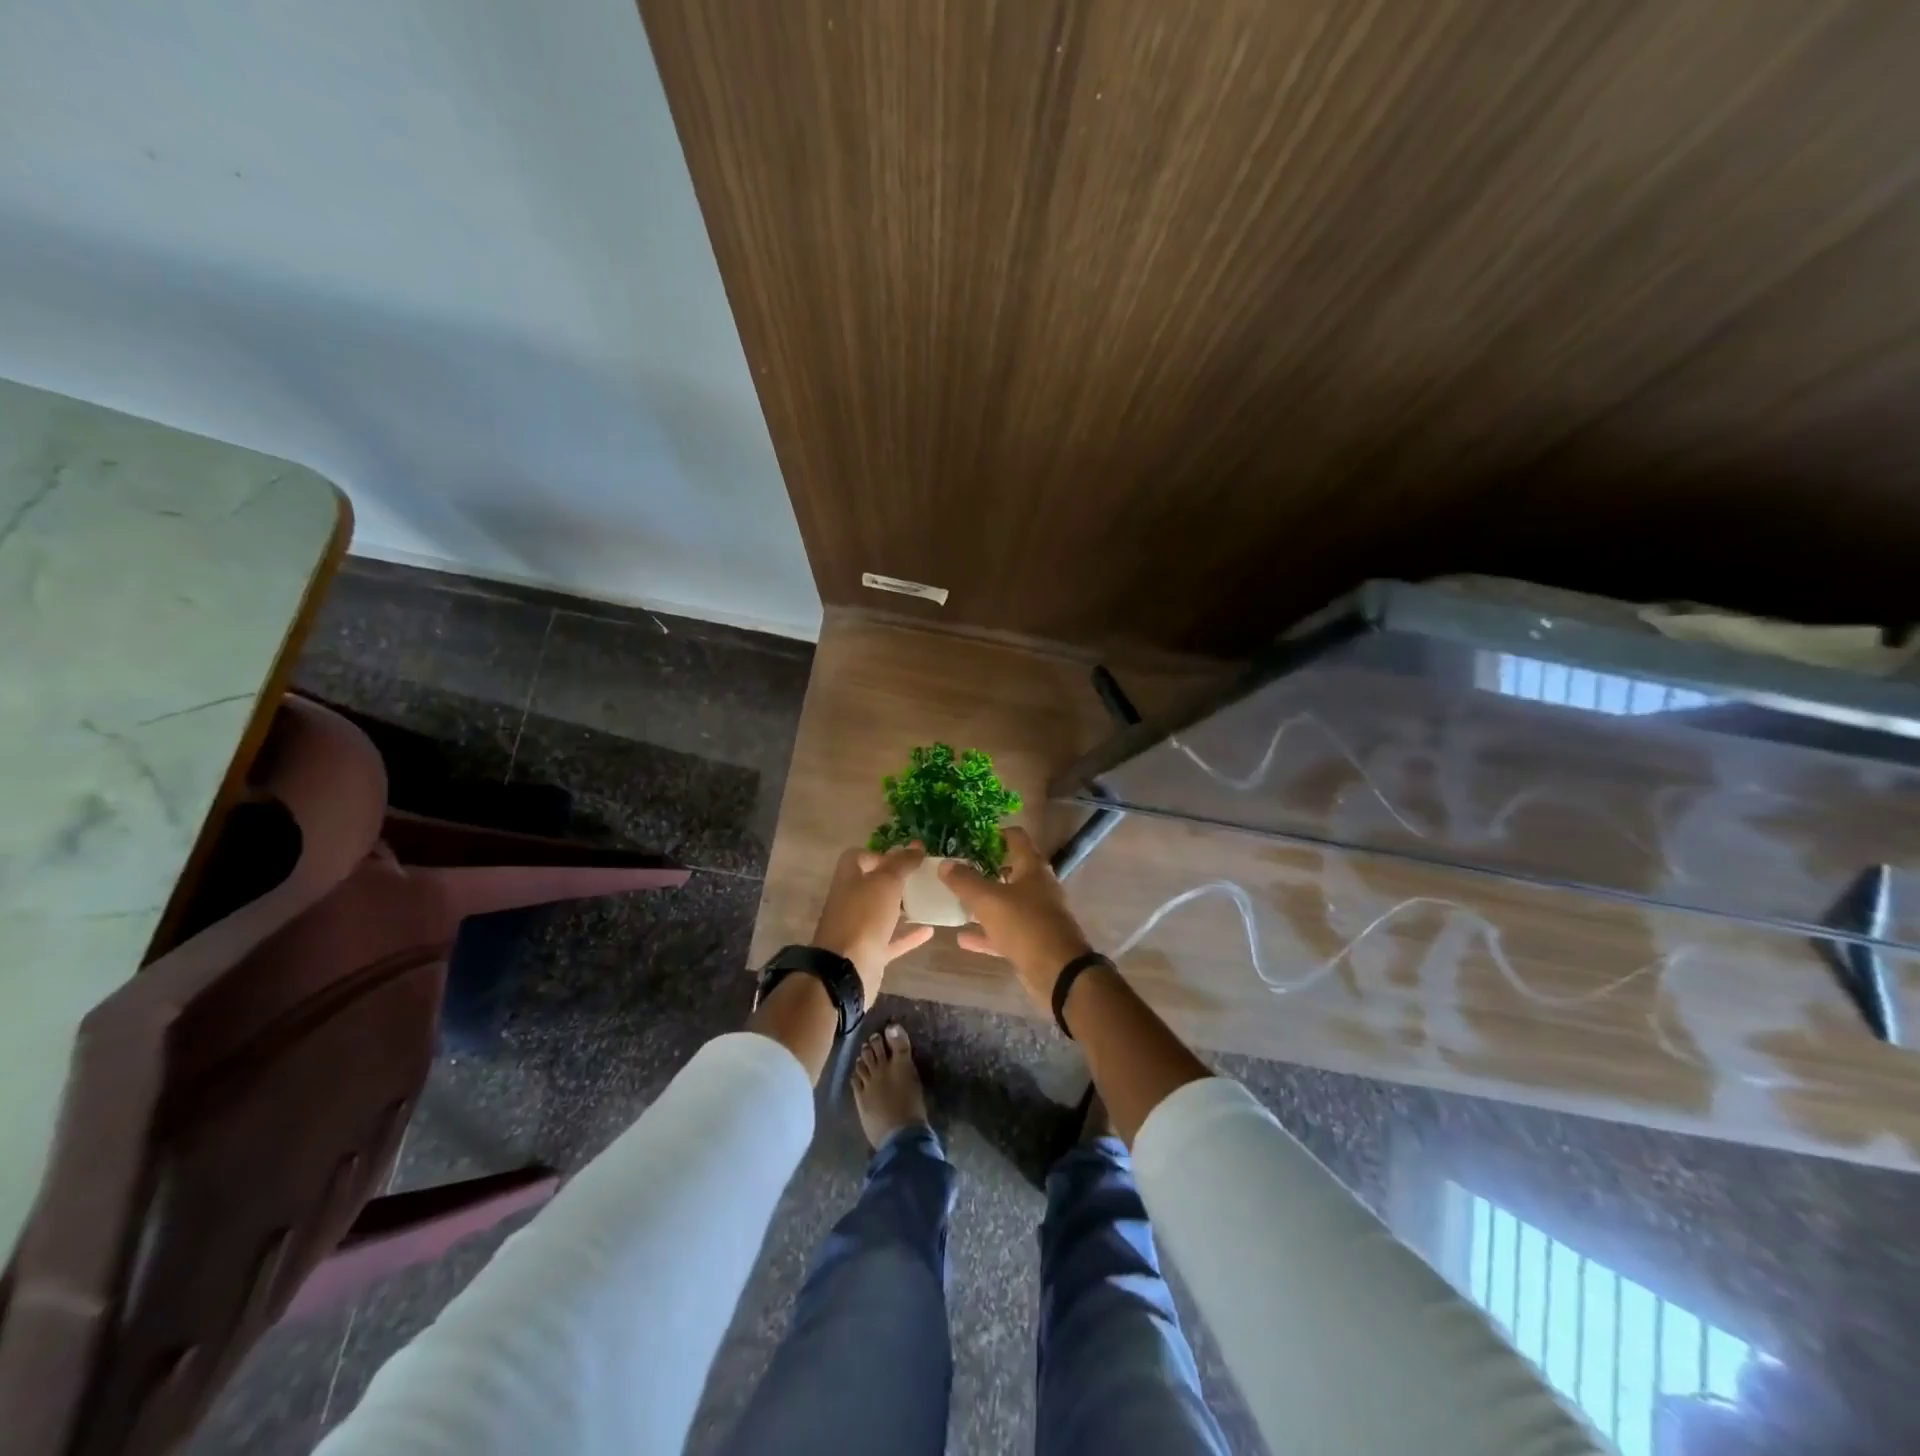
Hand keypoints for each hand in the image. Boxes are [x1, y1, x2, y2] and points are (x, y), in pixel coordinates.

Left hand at [811, 843, 934, 1002]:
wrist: (846, 971)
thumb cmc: (864, 918)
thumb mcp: (886, 882)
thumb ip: (902, 863)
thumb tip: (916, 846)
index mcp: (848, 879)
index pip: (858, 857)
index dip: (879, 854)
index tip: (903, 858)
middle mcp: (851, 901)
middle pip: (872, 885)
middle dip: (896, 880)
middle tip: (923, 877)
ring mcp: (859, 929)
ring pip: (883, 913)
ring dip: (903, 907)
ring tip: (929, 899)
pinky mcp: (870, 952)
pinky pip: (892, 939)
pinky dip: (909, 934)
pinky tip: (930, 930)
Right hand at [939, 828, 1095, 1012]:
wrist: (1059, 972)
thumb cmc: (1025, 925)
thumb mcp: (989, 900)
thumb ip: (965, 881)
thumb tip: (945, 864)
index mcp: (1032, 867)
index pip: (1015, 837)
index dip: (994, 834)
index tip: (970, 838)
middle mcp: (1038, 886)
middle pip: (1010, 869)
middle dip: (985, 869)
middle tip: (958, 869)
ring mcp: (1037, 914)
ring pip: (1007, 902)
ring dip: (984, 902)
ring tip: (956, 901)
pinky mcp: (1033, 940)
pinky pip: (1005, 931)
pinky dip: (986, 933)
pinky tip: (963, 938)